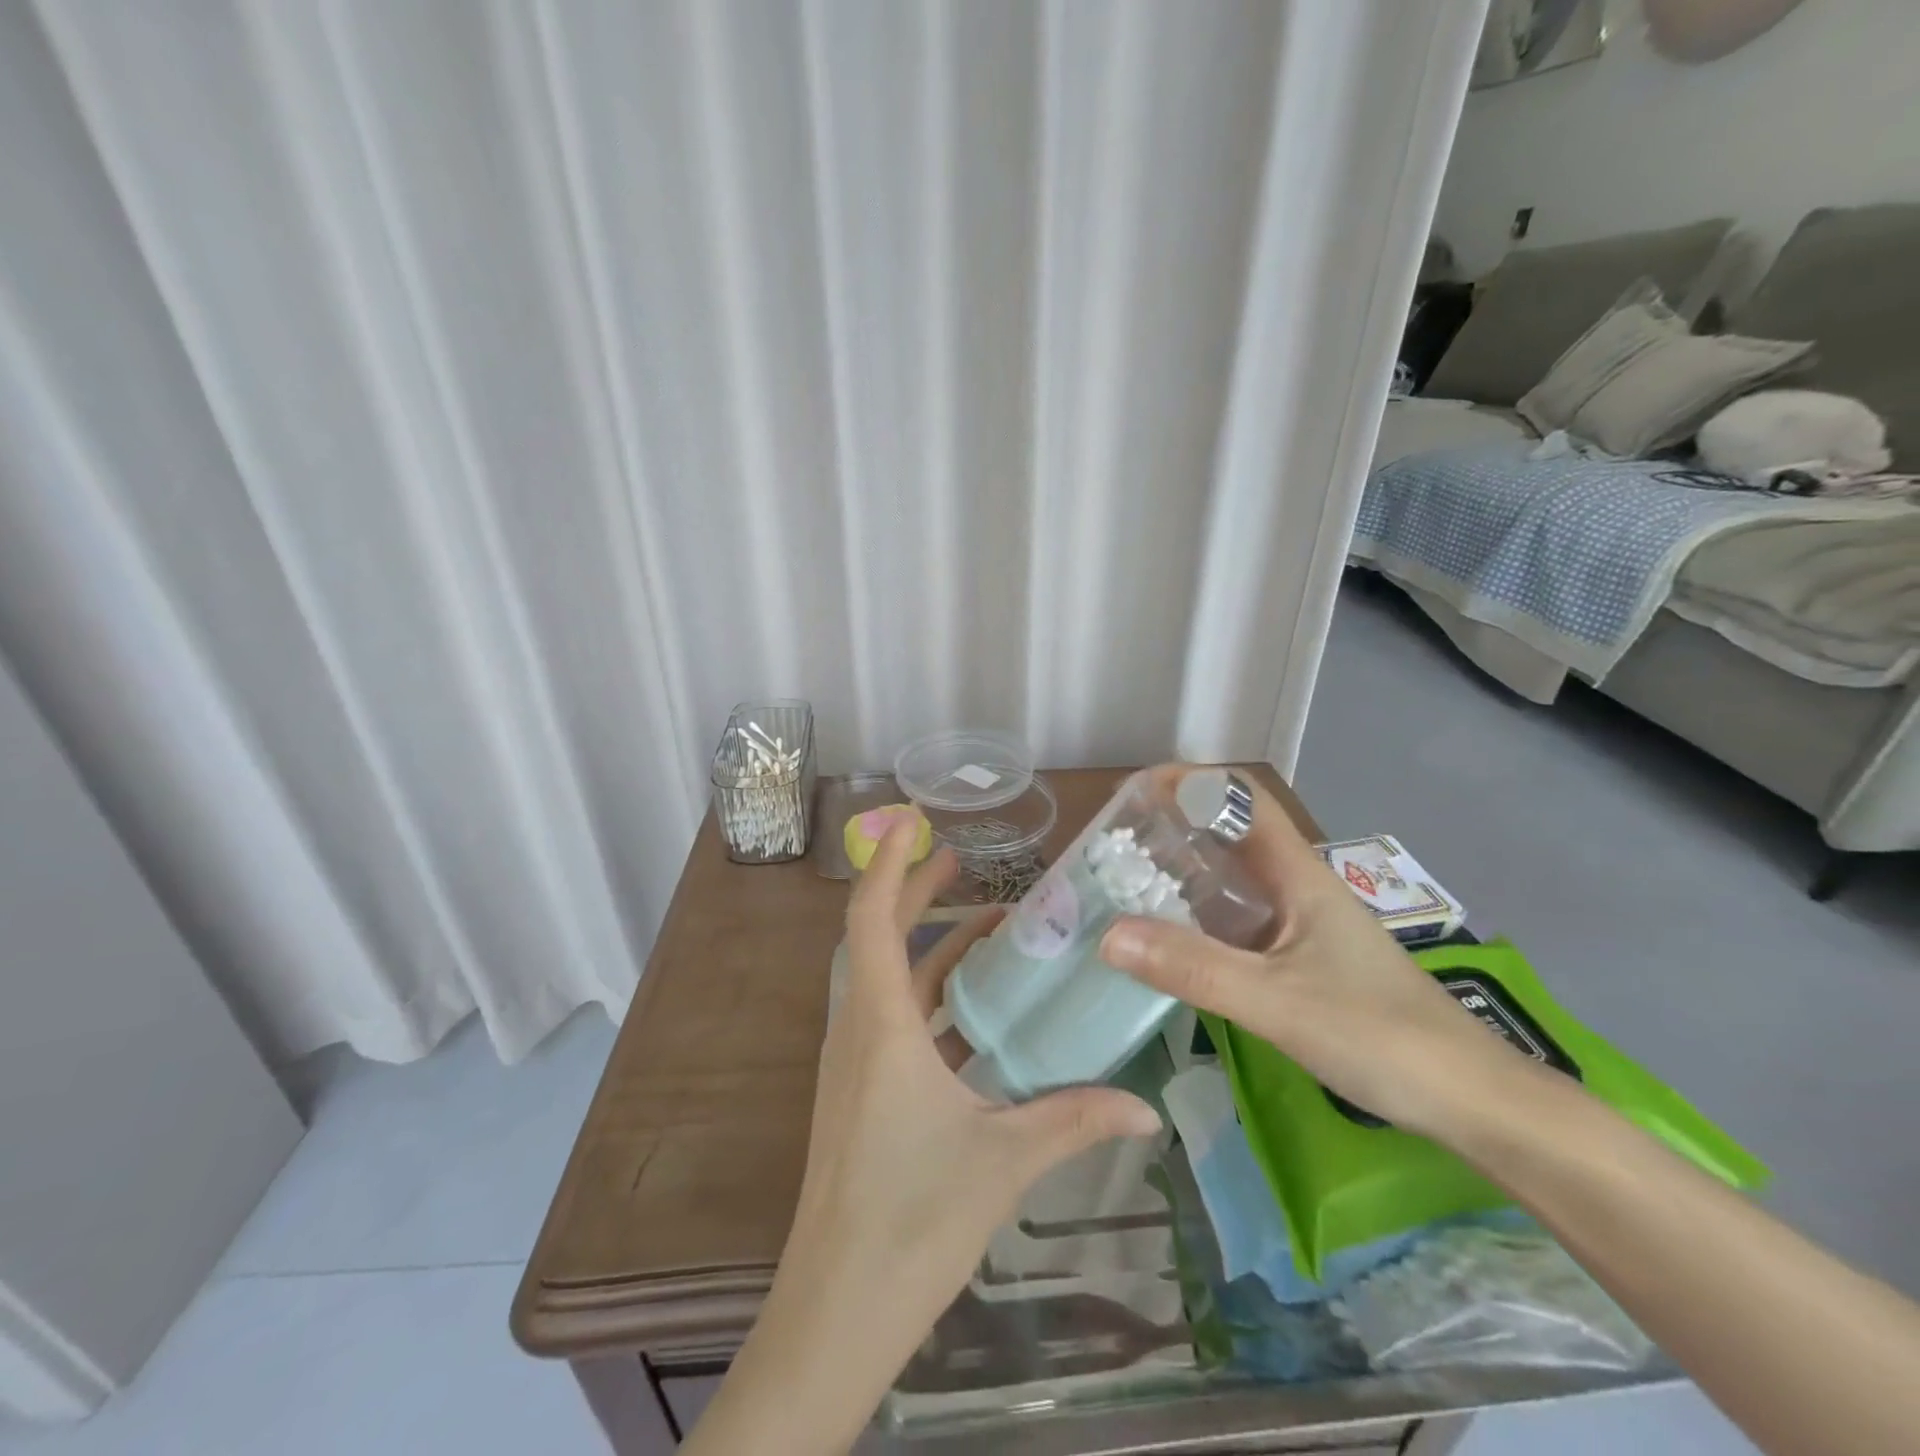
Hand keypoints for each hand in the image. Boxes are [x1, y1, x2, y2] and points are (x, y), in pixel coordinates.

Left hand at [686, 818, 1160, 1454]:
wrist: (835, 1311)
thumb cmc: (911, 1221)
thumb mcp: (1002, 1160)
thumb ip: (1074, 1120)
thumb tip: (1145, 1108)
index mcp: (881, 1027)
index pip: (870, 920)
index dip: (885, 863)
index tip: (907, 820)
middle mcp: (859, 1032)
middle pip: (877, 938)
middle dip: (913, 891)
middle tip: (960, 860)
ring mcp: (855, 1065)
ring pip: (888, 980)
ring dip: (928, 946)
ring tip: (985, 927)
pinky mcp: (861, 1095)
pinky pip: (896, 1021)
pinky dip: (931, 997)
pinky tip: (977, 1013)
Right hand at [1100, 772, 1529, 1138]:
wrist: (1470, 1101)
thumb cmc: (1380, 1036)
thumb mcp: (1277, 1001)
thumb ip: (1194, 968)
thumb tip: (1108, 934)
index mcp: (1299, 876)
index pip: (1243, 799)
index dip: (1192, 782)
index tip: (1136, 794)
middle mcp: (1298, 890)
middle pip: (1231, 836)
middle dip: (1174, 829)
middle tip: (1114, 846)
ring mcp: (1302, 927)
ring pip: (1233, 882)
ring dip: (1183, 875)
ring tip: (1126, 887)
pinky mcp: (1303, 963)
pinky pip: (1239, 924)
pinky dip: (1199, 920)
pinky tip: (1170, 943)